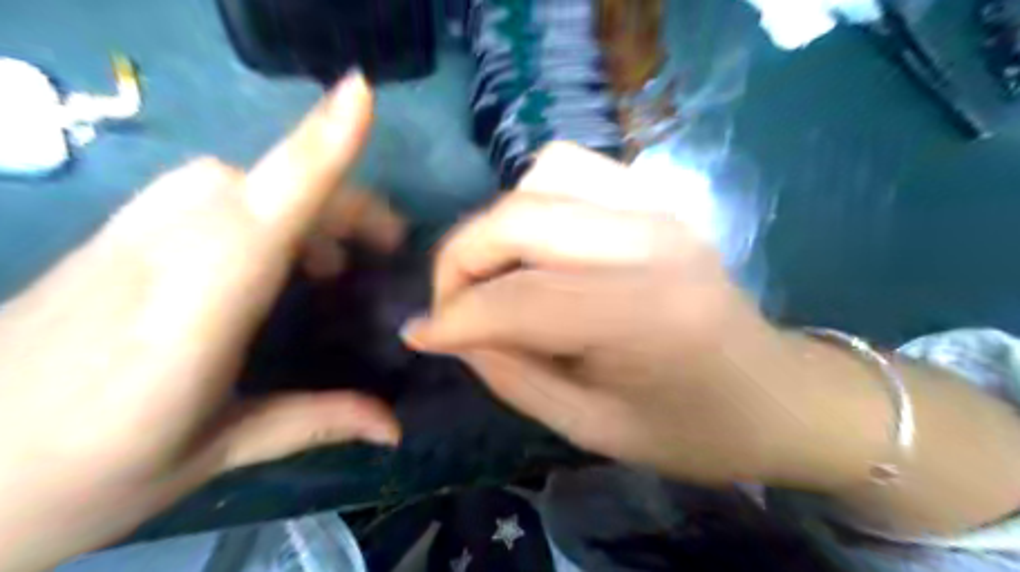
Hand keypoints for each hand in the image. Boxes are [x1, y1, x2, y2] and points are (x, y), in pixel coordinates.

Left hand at [0, 72, 402, 571]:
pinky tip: (267, 256)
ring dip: (292, 197)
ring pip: (221, 180)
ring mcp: (117, 244)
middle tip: (381, 244)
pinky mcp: (103, 243)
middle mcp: (152, 262)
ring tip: (329, 257)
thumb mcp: (212, 456)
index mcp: (186, 323)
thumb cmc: (76, 483)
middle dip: (332, 190)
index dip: (316, 150)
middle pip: (251, 184)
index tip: (361, 93)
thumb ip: (312, 422)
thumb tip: (395, 426)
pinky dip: (253, 206)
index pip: (263, 214)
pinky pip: (195, 195)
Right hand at [406, 142, 859, 486]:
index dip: (455, 318)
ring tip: (498, 275)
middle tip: (453, 307)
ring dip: (500, 225)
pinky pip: (572, 169)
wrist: (776, 394)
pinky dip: (536, 200)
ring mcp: (659, 208)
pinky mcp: (658, 198)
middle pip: (519, 217)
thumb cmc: (690, 429)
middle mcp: (651, 242)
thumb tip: (450, 330)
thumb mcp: (590, 426)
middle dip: (462, 260)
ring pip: (541, 176)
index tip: (420, 336)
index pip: (518, 299)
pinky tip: (539, 246)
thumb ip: (511, 373)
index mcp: (644, 317)